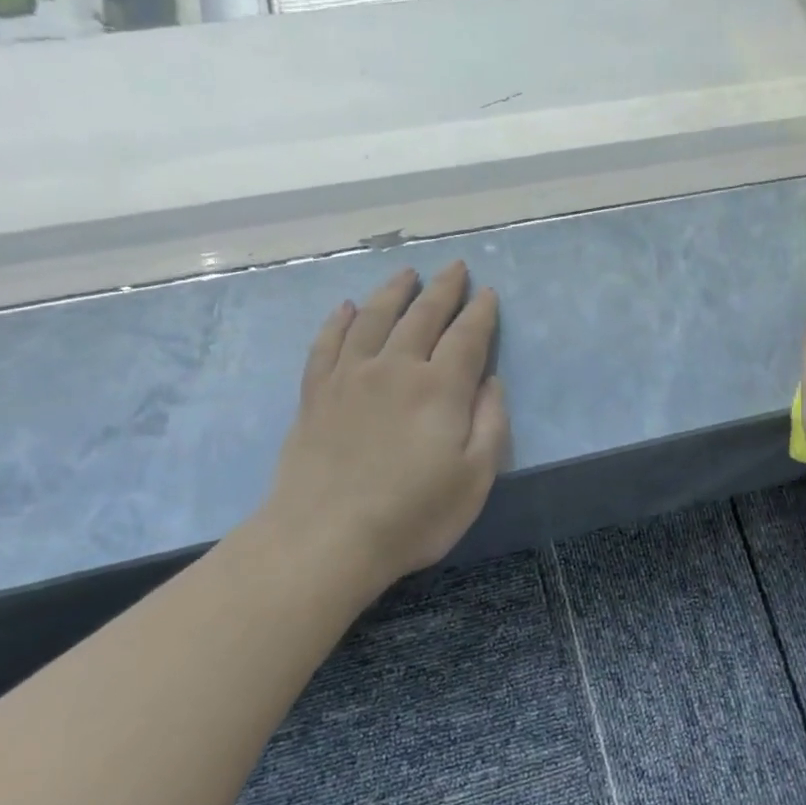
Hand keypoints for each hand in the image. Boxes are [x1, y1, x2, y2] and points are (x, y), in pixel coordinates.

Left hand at [253, 262, 509, 596]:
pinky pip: (327, 343)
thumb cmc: (414, 514)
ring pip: (373, 317)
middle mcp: (395, 368)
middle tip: (455, 266)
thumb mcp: (475, 478)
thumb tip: (490, 382)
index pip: (467, 337)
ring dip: (393, 291)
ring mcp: (349, 377)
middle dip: (443, 288)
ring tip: (406, 273)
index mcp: (439, 388)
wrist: (326, 538)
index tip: (489, 293)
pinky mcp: (316, 394)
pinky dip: (338, 320)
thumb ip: (490, 424)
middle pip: (422, 316)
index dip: (481, 313)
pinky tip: (345, 307)